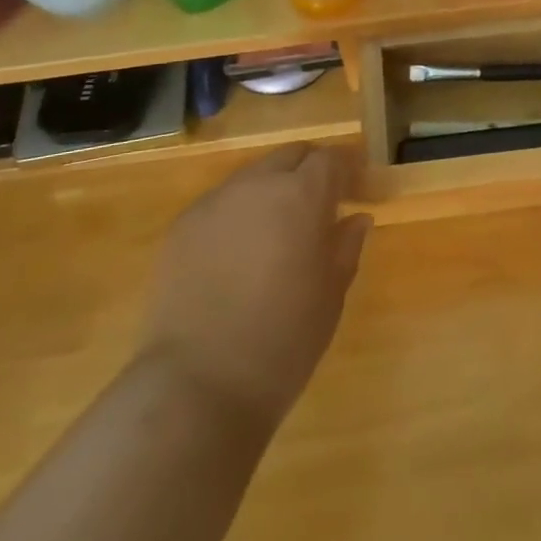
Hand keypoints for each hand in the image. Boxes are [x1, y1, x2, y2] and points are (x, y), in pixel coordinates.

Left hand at [136, 145, 369, 426]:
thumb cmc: (283, 341)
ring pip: (253, 177)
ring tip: (278, 232)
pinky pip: (221, 204)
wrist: (198, 384)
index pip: (331, 159)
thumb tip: (356, 219)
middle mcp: (256, 184)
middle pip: (290, 156)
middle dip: (310, 172)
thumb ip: (345, 246)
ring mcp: (213, 202)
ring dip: (273, 191)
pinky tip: (239, 255)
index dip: (348, 170)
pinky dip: (239, 214)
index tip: (358, 191)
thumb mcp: (331, 295)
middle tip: (321, 207)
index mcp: (301, 195)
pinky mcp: (182, 227)